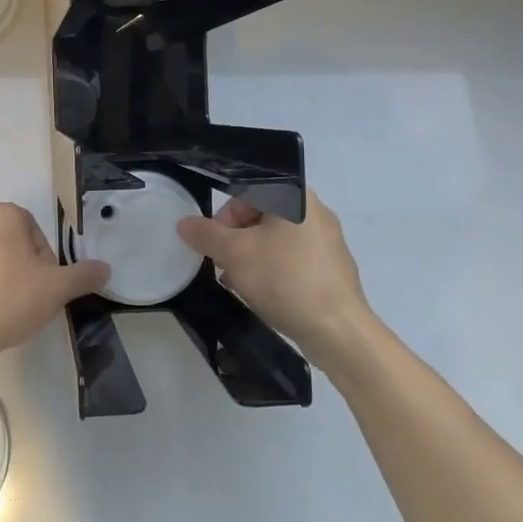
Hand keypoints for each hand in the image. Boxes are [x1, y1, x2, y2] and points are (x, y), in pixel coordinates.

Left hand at [0, 202, 109, 362]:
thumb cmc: (10, 300)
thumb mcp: (57, 289)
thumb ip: (83, 275)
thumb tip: (105, 268)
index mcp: (2, 216)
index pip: (32, 231)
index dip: (42, 258)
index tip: (43, 285)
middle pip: (1, 243)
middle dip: (12, 266)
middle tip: (21, 299)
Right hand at [177, 190, 377, 368]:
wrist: (338, 330)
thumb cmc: (285, 279)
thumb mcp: (235, 254)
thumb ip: (206, 234)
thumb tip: (184, 223)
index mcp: (296, 197)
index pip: (248, 191)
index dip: (224, 216)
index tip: (213, 243)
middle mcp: (316, 212)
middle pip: (261, 216)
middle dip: (236, 240)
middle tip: (223, 265)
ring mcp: (328, 241)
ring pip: (276, 240)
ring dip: (251, 257)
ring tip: (238, 283)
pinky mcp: (332, 269)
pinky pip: (293, 260)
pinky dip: (273, 271)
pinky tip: (262, 294)